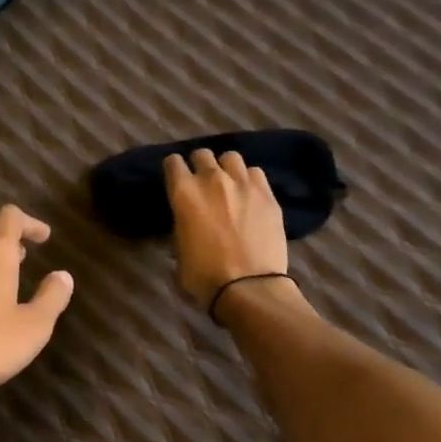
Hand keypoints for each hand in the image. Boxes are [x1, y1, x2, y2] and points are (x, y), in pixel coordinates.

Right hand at [164, 149, 288, 312]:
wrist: (248, 287)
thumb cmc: (204, 276)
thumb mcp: (180, 250)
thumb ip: (182, 225)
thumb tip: (188, 220)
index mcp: (184, 193)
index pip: (172, 162)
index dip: (173, 170)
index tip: (176, 180)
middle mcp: (212, 179)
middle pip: (203, 154)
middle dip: (200, 165)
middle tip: (202, 183)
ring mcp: (243, 183)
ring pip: (231, 158)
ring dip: (226, 169)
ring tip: (229, 185)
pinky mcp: (268, 194)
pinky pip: (255, 173)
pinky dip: (249, 180)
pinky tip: (249, 195)